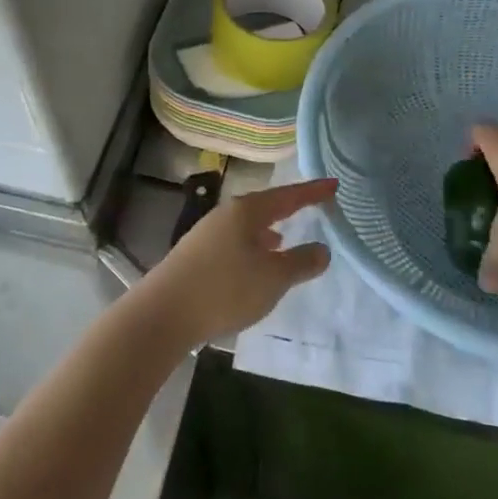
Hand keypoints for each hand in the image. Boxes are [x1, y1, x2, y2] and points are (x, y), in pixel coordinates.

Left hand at [133, 179, 335, 347]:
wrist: (164, 313)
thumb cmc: (225, 289)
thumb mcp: (273, 278)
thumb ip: (301, 262)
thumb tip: (322, 249)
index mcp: (247, 211)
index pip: (288, 196)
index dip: (312, 192)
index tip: (334, 184)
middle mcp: (226, 214)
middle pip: (265, 205)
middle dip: (288, 207)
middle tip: (312, 205)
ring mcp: (207, 233)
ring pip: (247, 225)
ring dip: (268, 228)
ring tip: (284, 238)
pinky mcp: (196, 254)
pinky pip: (235, 241)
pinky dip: (252, 245)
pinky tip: (254, 263)